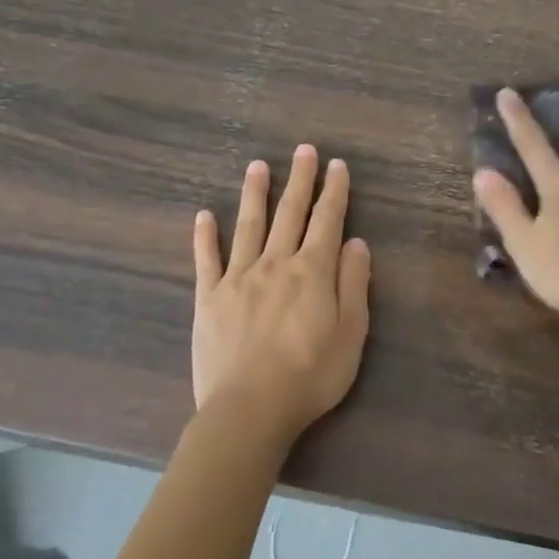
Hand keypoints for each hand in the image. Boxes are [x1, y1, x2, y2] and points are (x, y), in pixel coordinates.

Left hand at [192, 146, 371, 444]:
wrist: (250, 409)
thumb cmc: (311, 375)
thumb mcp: (351, 333)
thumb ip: (353, 284)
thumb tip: (354, 243)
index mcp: (312, 272)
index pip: (327, 221)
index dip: (334, 191)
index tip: (337, 165)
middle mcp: (275, 264)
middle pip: (289, 214)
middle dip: (299, 180)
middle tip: (303, 150)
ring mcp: (237, 279)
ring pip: (248, 226)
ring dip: (255, 194)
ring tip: (258, 166)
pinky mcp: (209, 299)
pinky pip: (206, 260)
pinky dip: (204, 236)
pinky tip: (204, 215)